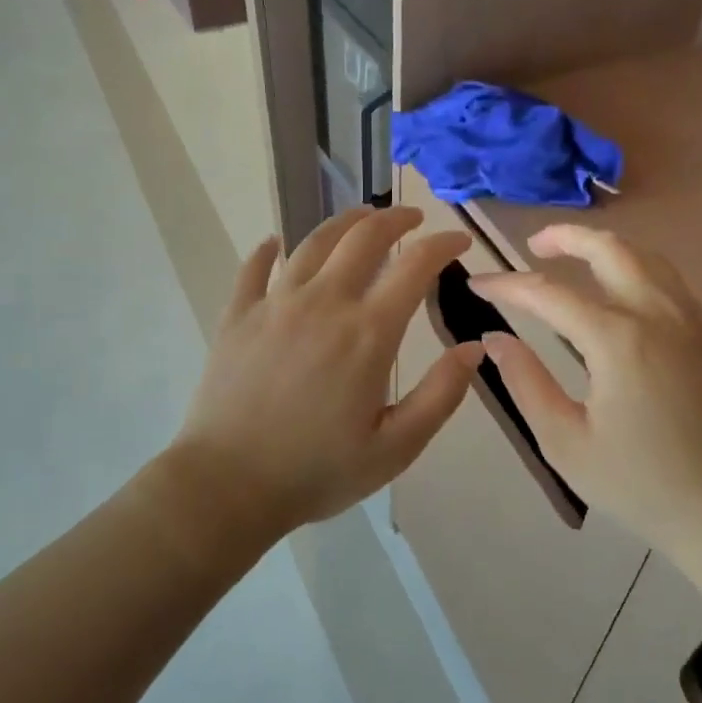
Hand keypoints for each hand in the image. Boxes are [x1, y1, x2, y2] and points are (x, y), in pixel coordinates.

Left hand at [172, 207, 482, 540]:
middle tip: (412, 218)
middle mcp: (323, 303)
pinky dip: (268, 250)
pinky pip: (254, 269)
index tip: (458, 241)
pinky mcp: (237, 316)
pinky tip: (274, 244)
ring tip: (361, 217)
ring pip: (312, 242)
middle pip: (363, 237)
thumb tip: (475, 348)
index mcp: (368, 333)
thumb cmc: (317, 471)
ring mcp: (275, 304)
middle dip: (395, 219)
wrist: (227, 485)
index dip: (442, 245)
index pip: (414, 266)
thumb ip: (441, 395)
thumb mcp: (396, 447)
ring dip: (343, 222)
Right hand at [469, 226, 701, 562]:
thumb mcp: (565, 441)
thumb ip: (526, 382)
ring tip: (573, 258)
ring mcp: (691, 321)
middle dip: (566, 237)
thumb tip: (495, 338)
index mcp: (618, 340)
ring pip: (646, 257)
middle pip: (610, 249)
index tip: (476, 284)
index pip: (549, 293)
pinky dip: (635, 268)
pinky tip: (618, 290)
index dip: (508, 286)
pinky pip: (668, 280)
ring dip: (604, 248)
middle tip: (533, 246)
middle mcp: (658, 314)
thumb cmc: (638, 483)